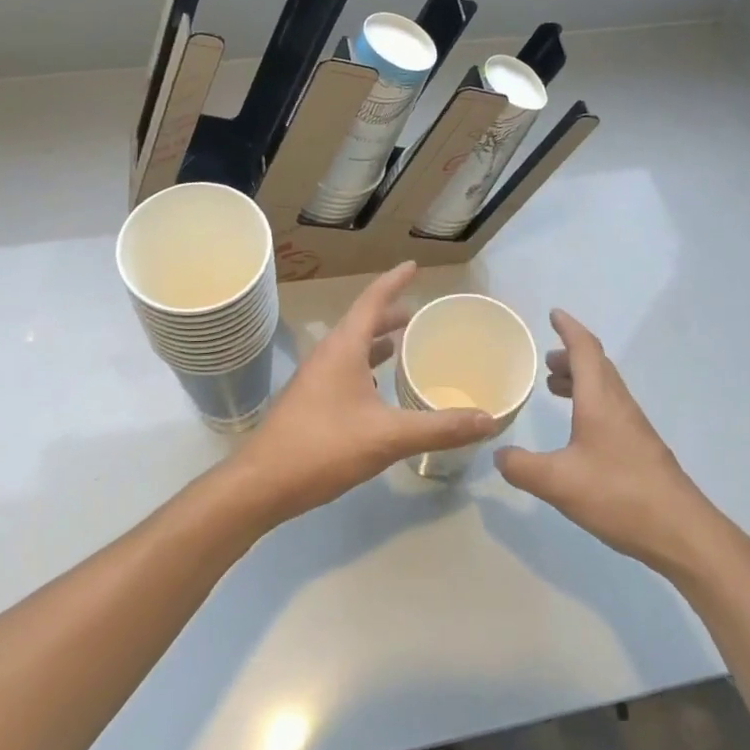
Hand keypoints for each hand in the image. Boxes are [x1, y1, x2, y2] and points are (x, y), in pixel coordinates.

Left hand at [228, 263, 496, 526]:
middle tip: (419, 313)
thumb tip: (488, 420)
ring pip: (351, 348)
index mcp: (343, 348)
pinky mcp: (310, 402)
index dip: (395, 281)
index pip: (372, 300)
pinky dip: (366, 367)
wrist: (261, 484)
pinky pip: (344, 370)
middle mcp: (327, 355)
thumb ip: (439, 428)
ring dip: (377, 342)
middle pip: (362, 322)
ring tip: (402, 345)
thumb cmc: (323, 447)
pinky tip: (379, 389)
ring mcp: (315, 379)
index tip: (413, 265)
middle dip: (390, 314)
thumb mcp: (388, 437)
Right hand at [495, 310, 722, 577]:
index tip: (553, 314)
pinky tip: (578, 430)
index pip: (585, 350)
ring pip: (605, 388)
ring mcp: (634, 427)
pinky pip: (611, 408)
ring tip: (555, 388)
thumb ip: (521, 467)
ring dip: (580, 379)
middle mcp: (619, 405)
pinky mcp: (641, 449)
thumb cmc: (618, 495)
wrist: (681, 531)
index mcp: (600, 400)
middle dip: (571, 355)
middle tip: (546, 360)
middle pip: (597, 365)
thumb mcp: (557, 482)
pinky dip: (589, 402)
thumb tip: (498, 454)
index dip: (568, 329)